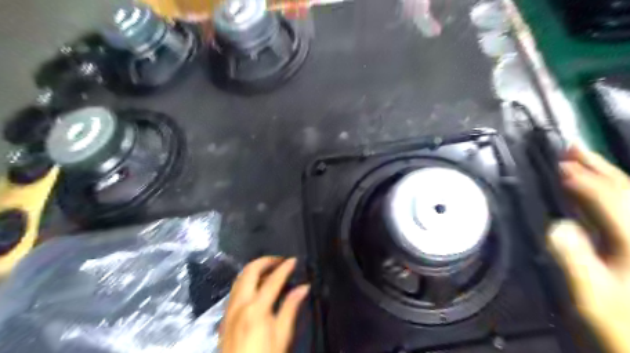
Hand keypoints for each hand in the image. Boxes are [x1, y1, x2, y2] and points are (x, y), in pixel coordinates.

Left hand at [220, 257, 310, 352]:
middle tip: (279, 261)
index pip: (272, 280)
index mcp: (256, 308)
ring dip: (254, 269)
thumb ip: (291, 307)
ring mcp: (229, 310)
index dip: (285, 267)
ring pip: (239, 279)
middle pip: (250, 272)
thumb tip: (303, 287)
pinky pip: (234, 290)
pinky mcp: (225, 317)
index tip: (293, 260)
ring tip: (269, 270)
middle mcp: (240, 304)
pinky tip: (255, 287)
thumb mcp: (282, 335)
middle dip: (265, 261)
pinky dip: (246, 281)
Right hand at [550, 145, 629, 352]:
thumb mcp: (592, 297)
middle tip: (573, 147)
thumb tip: (558, 227)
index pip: (608, 201)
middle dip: (596, 167)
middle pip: (625, 191)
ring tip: (584, 156)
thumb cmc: (619, 323)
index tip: (560, 167)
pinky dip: (615, 191)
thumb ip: (575, 261)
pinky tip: (606, 186)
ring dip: (605, 173)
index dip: (583, 182)